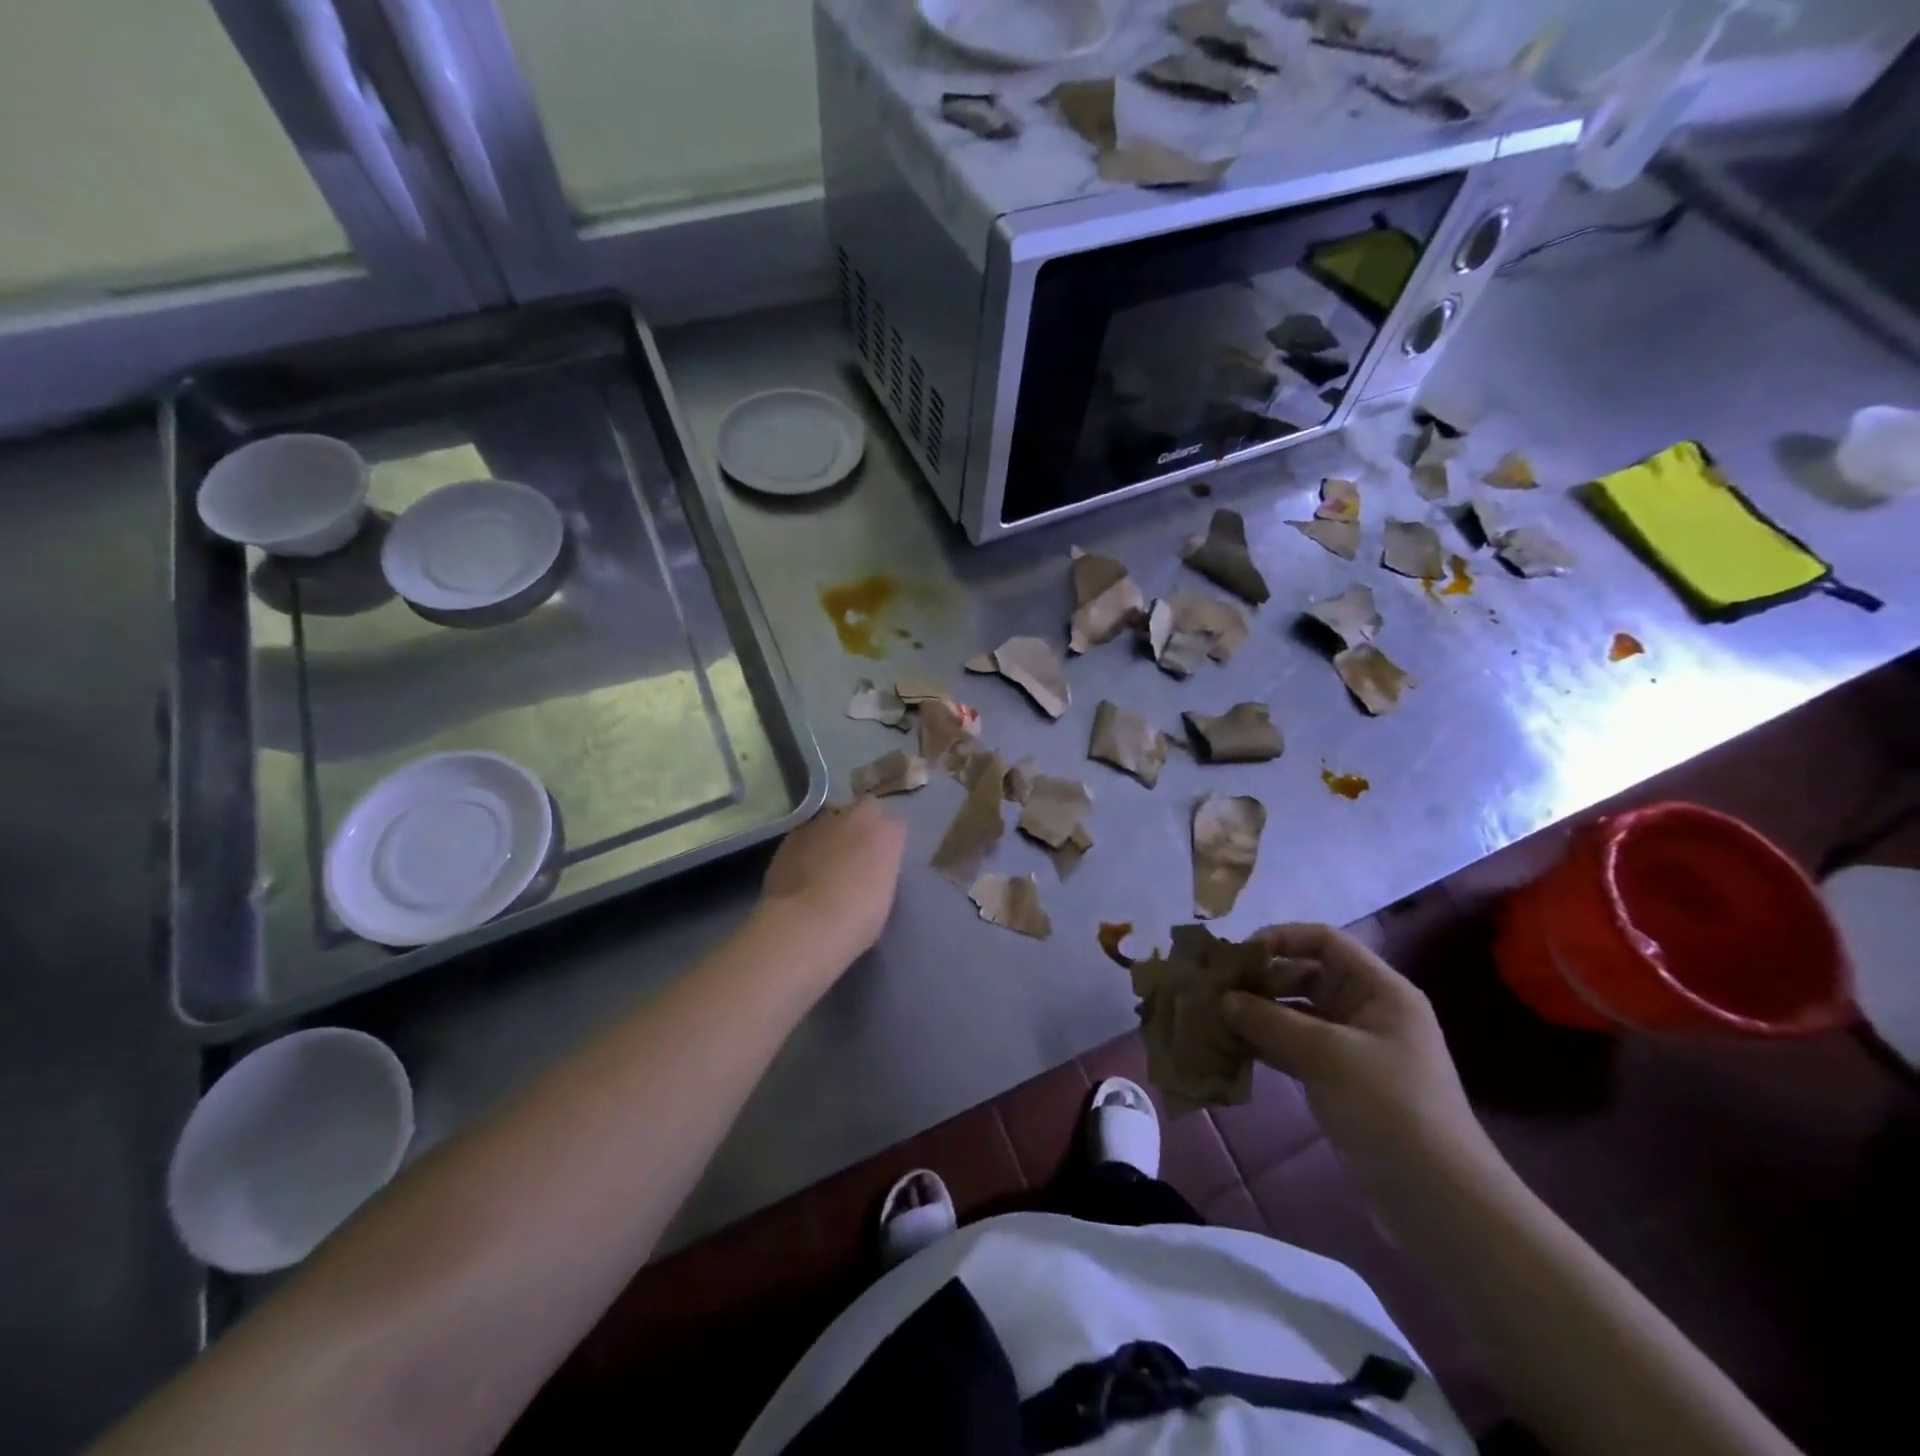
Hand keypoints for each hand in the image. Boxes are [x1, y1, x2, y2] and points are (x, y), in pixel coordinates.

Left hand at [760, 797, 905, 962]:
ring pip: (832, 819)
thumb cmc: (857, 919)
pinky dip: (807, 846)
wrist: (806, 923)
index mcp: (886, 835)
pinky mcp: (792, 834)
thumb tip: (868, 869)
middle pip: (864, 808)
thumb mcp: (883, 895)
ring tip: (824, 862)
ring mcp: (822, 822)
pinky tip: (802, 869)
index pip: (895, 827)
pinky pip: (806, 834)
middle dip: (862, 823)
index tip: (882, 859)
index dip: (887, 842)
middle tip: (855, 852)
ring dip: (832, 834)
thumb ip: (879, 871)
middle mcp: (856, 818)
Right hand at [1221, 924, 1481, 1170]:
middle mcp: (1367, 1010)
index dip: (1280, 939)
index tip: (1236, 956)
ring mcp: (1353, 1047)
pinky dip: (1266, 1045)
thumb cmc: (1389, 1107)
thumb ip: (1269, 1020)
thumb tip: (1222, 999)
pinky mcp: (1340, 1080)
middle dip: (1260, 979)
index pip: (1324, 941)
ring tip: (1214, 1018)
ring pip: (1296, 1013)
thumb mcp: (1326, 1055)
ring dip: (1257, 1014)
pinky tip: (1231, 1049)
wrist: (1439, 1200)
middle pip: (1306, 974)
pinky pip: (1295, 1047)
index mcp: (1379, 990)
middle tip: (1215, 989)